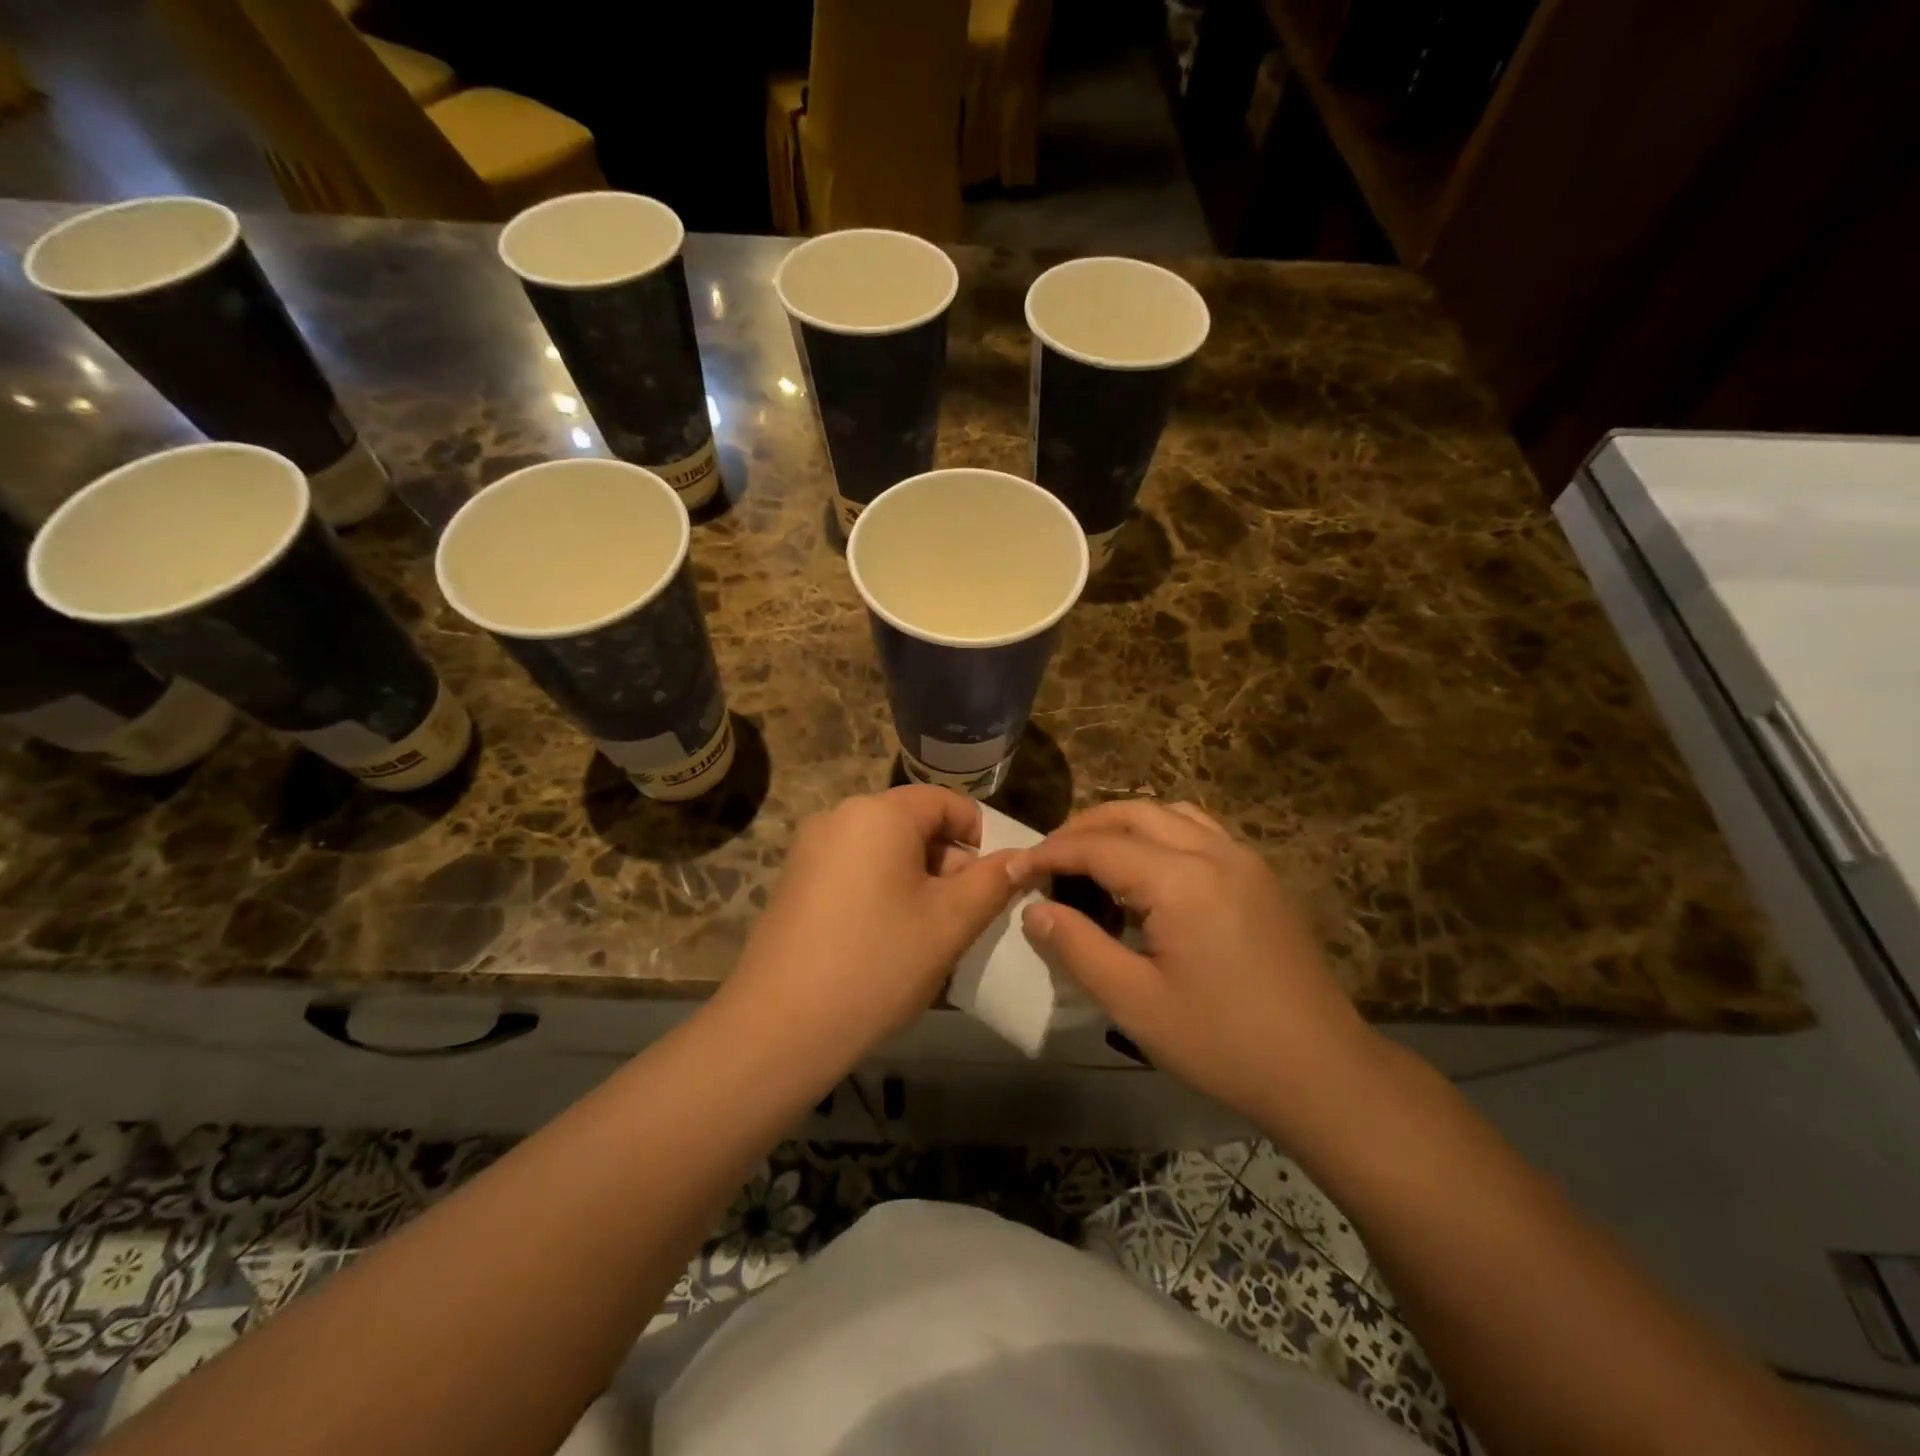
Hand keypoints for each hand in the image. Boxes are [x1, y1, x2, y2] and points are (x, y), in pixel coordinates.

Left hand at [719, 786, 1017, 1069]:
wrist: (780, 1028)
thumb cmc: (878, 963)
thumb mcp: (950, 922)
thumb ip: (993, 881)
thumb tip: (1024, 857)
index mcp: (878, 813)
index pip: (945, 802)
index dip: (980, 835)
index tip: (996, 881)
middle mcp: (839, 817)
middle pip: (913, 824)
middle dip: (948, 862)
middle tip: (966, 915)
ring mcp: (810, 849)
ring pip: (884, 850)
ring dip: (918, 881)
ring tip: (930, 933)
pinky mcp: (794, 882)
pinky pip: (854, 870)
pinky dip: (883, 891)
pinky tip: (887, 940)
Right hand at [1015, 800, 1387, 1134]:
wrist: (1323, 1072)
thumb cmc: (1222, 1042)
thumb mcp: (1134, 1002)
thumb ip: (1077, 946)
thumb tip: (1035, 909)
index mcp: (1181, 880)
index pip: (1099, 846)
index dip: (1051, 852)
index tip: (1015, 867)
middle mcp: (1214, 852)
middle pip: (1134, 813)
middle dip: (1083, 828)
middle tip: (1047, 857)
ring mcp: (1244, 860)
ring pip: (1170, 814)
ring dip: (1123, 824)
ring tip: (1091, 856)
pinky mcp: (1259, 876)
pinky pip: (1199, 831)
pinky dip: (1159, 833)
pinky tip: (1146, 871)